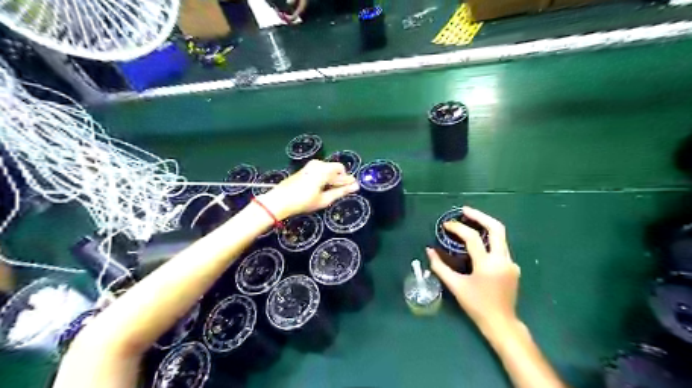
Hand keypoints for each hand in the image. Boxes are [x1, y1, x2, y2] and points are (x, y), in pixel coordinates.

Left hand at [257, 161, 355, 220]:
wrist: (280, 200)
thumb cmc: (303, 201)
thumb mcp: (324, 199)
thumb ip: (341, 192)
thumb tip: (355, 187)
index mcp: (324, 170)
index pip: (342, 172)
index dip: (349, 180)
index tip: (355, 187)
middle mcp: (318, 164)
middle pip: (335, 170)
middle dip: (341, 180)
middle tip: (346, 190)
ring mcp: (310, 166)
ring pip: (327, 170)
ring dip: (333, 179)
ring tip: (334, 191)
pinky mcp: (304, 170)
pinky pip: (320, 171)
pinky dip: (325, 178)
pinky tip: (324, 188)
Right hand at [427, 208, 518, 331]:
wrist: (501, 322)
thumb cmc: (476, 305)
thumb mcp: (455, 286)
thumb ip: (440, 266)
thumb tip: (429, 250)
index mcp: (487, 264)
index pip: (472, 237)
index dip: (457, 227)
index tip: (445, 224)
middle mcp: (503, 259)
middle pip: (496, 228)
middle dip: (480, 216)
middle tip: (464, 210)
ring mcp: (510, 262)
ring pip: (500, 236)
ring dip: (485, 225)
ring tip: (470, 220)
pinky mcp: (513, 267)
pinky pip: (500, 247)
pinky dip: (488, 239)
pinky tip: (478, 242)